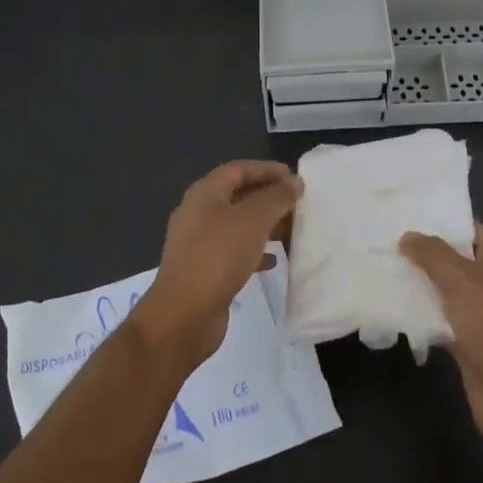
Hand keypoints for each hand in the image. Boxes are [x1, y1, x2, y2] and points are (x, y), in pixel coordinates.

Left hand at [140, 160, 300, 368]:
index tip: (294, 177)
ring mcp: (198, 243)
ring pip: (237, 225)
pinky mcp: (203, 270)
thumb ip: (277, 197)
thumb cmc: (219, 255)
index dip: (266, 170)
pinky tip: (273, 261)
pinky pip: (233, 251)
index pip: (238, 169)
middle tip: (297, 204)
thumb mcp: (254, 220)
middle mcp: (198, 213)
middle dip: (268, 198)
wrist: (185, 313)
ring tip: (291, 230)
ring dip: (264, 225)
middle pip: (237, 196)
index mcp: (204, 193)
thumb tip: (294, 183)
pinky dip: (254, 251)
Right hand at [400, 223, 482, 471]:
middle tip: (380, 236)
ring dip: (415, 282)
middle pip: (452, 259)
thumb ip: (433, 254)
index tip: (404, 209)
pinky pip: (436, 319)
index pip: (469, 229)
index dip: (441, 218)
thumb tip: (408, 236)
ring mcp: (477, 315)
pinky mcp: (464, 343)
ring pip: (441, 290)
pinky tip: (386, 304)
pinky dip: (416, 314)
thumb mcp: (463, 280)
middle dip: (420, 250)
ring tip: (376, 265)